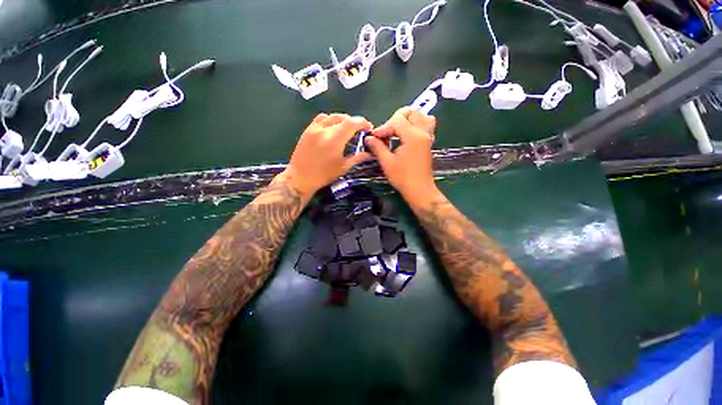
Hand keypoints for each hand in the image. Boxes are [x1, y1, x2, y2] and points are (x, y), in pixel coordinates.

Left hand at [282, 113, 372, 196]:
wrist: (300, 177)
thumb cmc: (324, 175)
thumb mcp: (343, 167)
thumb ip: (358, 158)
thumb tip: (371, 154)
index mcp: (334, 140)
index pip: (352, 123)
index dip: (362, 123)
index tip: (368, 128)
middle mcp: (324, 130)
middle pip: (343, 117)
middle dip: (354, 121)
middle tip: (359, 130)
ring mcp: (314, 128)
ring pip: (332, 116)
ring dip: (342, 119)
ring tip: (347, 128)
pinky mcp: (307, 130)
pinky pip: (321, 118)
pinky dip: (330, 120)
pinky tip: (332, 128)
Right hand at [365, 107, 436, 198]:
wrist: (419, 189)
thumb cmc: (402, 177)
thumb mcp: (387, 162)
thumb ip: (377, 147)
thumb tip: (368, 138)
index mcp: (413, 136)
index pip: (397, 120)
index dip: (383, 127)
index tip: (374, 138)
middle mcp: (423, 132)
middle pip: (410, 113)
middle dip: (395, 120)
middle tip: (386, 134)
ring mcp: (428, 136)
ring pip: (420, 116)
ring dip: (407, 120)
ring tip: (397, 131)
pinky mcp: (428, 142)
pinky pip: (426, 124)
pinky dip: (416, 124)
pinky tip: (407, 135)